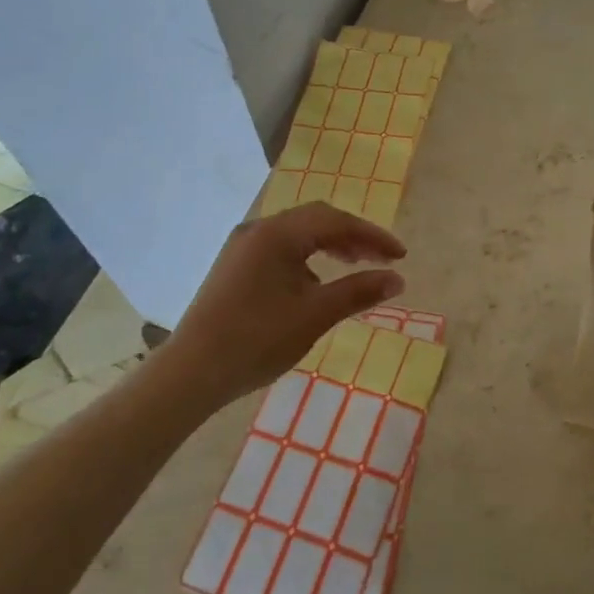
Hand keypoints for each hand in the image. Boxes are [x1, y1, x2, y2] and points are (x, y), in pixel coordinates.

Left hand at [162, 203, 406, 408]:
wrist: (191, 372)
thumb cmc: (257, 340)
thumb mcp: (315, 315)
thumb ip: (358, 291)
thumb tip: (397, 280)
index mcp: (277, 234)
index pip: (336, 221)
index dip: (373, 236)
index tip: (401, 255)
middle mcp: (258, 229)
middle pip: (316, 220)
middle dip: (353, 236)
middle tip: (382, 259)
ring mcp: (242, 247)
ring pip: (297, 234)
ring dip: (330, 245)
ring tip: (355, 265)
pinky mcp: (234, 266)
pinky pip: (280, 249)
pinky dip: (307, 257)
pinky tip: (316, 282)